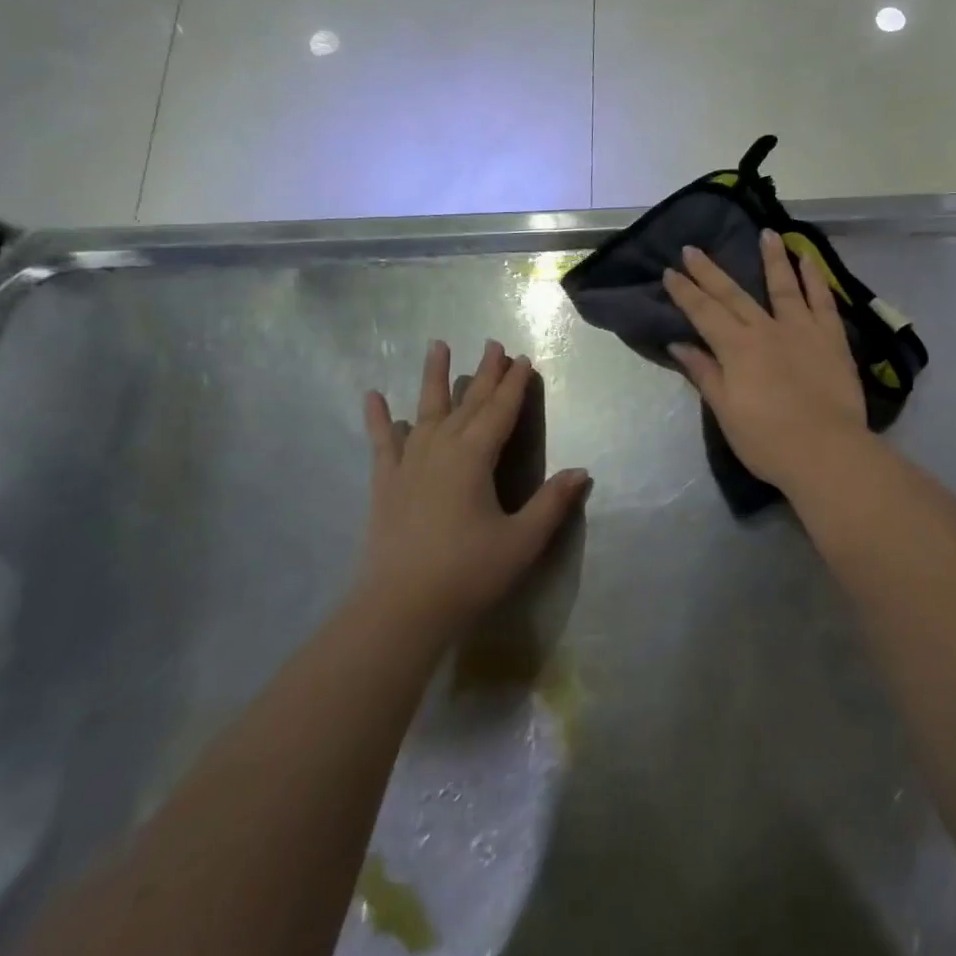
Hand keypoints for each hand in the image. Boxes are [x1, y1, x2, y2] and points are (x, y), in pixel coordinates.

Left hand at [361, 340, 588, 640]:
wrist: (399, 610)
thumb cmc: (468, 573)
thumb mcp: (522, 541)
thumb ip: (552, 503)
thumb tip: (581, 471)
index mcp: (474, 458)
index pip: (500, 411)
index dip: (514, 385)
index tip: (524, 359)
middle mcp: (440, 450)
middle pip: (468, 403)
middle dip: (484, 373)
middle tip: (493, 344)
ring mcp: (408, 464)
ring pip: (426, 411)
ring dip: (434, 378)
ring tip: (437, 345)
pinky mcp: (385, 484)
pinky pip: (382, 442)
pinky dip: (379, 418)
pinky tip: (373, 396)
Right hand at [664, 229, 869, 492]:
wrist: (826, 451)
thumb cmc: (768, 440)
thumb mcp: (726, 412)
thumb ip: (705, 373)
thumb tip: (679, 345)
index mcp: (736, 348)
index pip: (704, 313)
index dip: (685, 292)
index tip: (670, 272)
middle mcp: (766, 329)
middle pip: (733, 294)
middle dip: (710, 271)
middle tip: (693, 249)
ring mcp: (802, 329)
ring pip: (783, 285)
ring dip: (772, 258)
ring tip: (766, 233)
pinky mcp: (831, 337)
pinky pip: (822, 300)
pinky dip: (814, 278)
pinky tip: (808, 259)